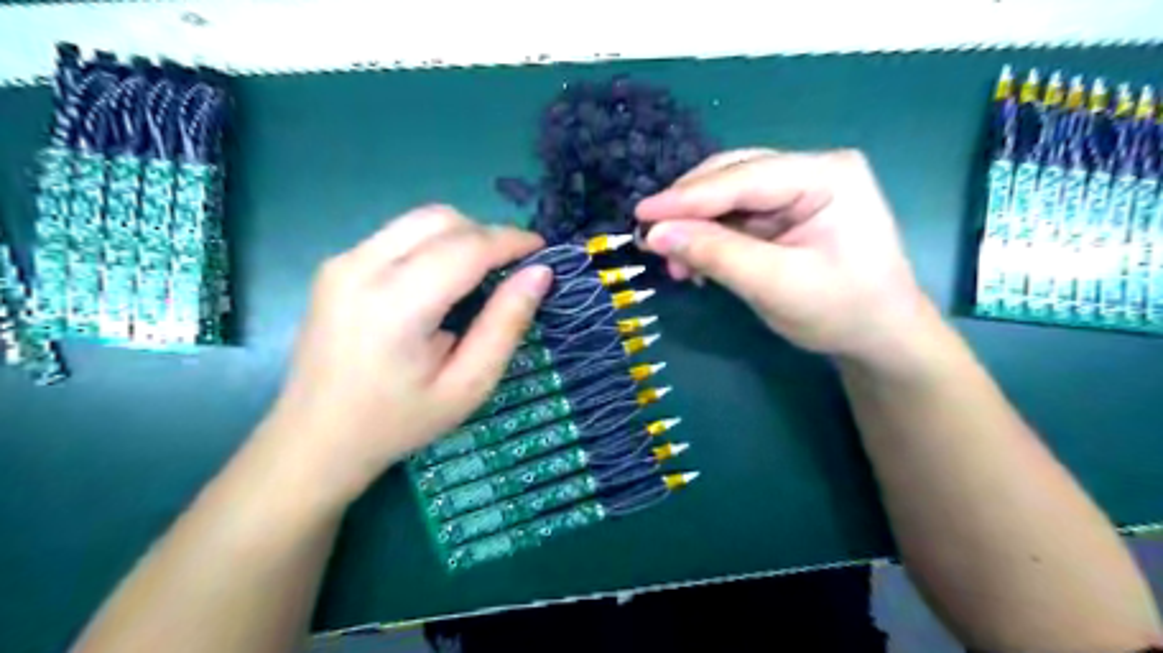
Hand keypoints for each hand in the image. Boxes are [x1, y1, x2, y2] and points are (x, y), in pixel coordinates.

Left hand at [260, 205, 550, 503]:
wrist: (315, 438)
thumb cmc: (398, 421)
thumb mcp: (468, 386)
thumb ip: (505, 325)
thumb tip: (539, 274)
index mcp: (396, 305)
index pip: (466, 247)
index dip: (511, 240)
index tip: (542, 250)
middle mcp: (362, 267)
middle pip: (440, 219)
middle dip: (486, 234)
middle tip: (512, 268)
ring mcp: (342, 261)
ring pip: (418, 220)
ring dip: (460, 236)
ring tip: (481, 274)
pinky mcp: (335, 265)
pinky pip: (398, 235)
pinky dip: (432, 244)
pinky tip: (440, 283)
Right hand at [635, 147, 942, 368]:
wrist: (879, 338)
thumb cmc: (841, 311)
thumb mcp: (776, 285)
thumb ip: (716, 254)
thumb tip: (654, 233)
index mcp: (827, 175)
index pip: (744, 178)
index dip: (688, 197)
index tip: (640, 213)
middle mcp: (811, 171)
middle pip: (733, 178)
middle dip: (689, 211)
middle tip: (649, 239)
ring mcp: (798, 191)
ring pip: (728, 198)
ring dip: (695, 228)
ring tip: (673, 263)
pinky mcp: (785, 214)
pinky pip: (735, 218)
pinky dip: (710, 239)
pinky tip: (694, 262)